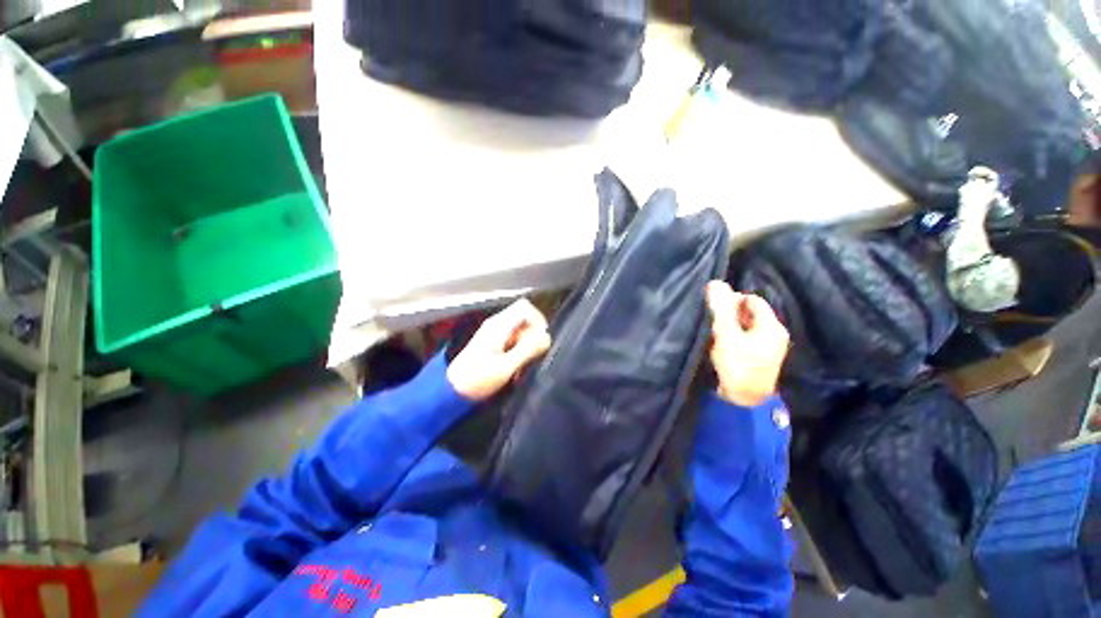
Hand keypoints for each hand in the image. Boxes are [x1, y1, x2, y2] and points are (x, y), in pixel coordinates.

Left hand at [447, 299, 551, 400]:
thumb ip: (527, 350)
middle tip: (532, 357)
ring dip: (527, 346)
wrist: (451, 391)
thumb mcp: (505, 366)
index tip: (541, 340)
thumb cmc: (477, 379)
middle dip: (533, 336)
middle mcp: (497, 324)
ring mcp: (494, 333)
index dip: (538, 320)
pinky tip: (515, 368)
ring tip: (522, 367)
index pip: (525, 307)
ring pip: (521, 330)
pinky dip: (519, 351)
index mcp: (499, 325)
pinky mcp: (494, 343)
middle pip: (525, 318)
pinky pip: (514, 340)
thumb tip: (547, 337)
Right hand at [706, 281, 789, 406]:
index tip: (715, 308)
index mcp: (772, 326)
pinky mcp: (759, 358)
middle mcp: (774, 334)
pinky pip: (745, 338)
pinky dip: (733, 336)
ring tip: (714, 331)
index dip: (733, 299)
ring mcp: (768, 348)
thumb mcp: (726, 334)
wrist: (743, 401)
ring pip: (746, 326)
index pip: (752, 300)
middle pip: (750, 313)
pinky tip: (721, 343)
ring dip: (730, 325)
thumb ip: (721, 309)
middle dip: (731, 312)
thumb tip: (715, 282)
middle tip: (713, 320)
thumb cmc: (737, 365)